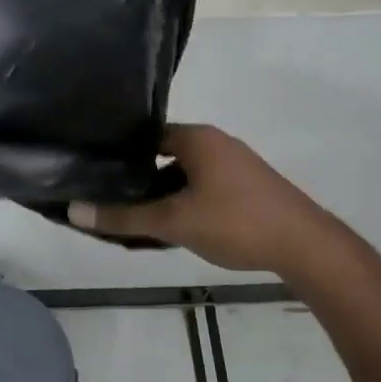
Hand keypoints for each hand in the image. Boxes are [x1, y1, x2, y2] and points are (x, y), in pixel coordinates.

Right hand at [67, 124, 335, 273]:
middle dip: (139, 179)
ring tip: (137, 220)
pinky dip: (184, 203)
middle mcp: (216, 143)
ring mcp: (235, 165)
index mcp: (197, 138)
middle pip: (164, 155)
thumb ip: (124, 217)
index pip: (146, 134)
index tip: (96, 171)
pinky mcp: (247, 188)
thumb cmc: (235, 221)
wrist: (306, 246)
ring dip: (162, 195)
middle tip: (111, 200)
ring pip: (184, 175)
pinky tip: (174, 229)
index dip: (120, 152)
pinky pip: (203, 188)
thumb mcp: (173, 221)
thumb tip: (74, 210)